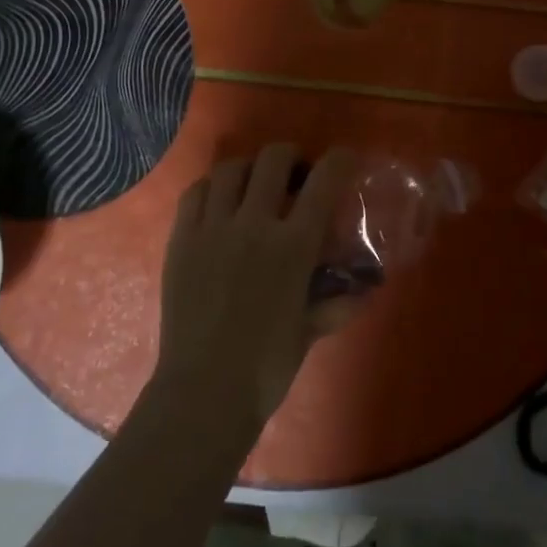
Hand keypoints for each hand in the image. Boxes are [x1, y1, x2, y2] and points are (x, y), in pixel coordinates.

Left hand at [151, 144, 357, 445]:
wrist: (204, 390)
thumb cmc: (267, 366)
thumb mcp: (310, 330)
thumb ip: (337, 302)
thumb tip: (365, 290)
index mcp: (294, 245)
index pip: (324, 181)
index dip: (339, 160)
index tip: (344, 158)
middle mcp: (254, 223)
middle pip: (273, 159)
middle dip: (290, 156)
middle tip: (294, 174)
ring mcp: (213, 227)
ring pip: (231, 169)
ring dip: (249, 168)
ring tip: (253, 184)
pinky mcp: (181, 238)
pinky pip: (195, 192)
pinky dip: (212, 187)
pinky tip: (218, 201)